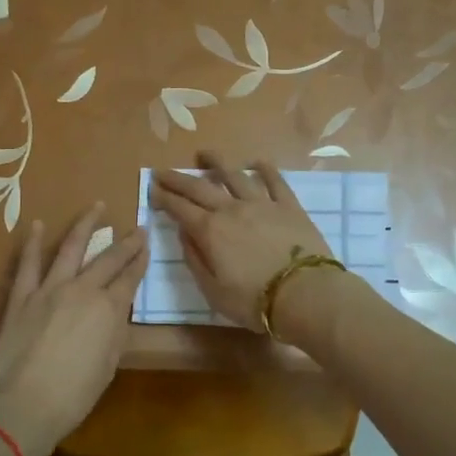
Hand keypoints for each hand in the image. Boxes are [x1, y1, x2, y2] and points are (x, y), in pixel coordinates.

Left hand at [0, 205, 148, 455]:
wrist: (22, 407)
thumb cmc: (73, 396)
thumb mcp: (108, 366)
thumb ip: (115, 333)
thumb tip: (116, 312)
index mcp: (109, 310)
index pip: (130, 278)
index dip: (140, 260)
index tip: (147, 245)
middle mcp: (82, 290)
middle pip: (108, 259)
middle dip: (126, 242)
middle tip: (137, 227)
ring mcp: (49, 289)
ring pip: (71, 247)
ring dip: (85, 224)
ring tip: (97, 206)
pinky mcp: (21, 297)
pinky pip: (28, 264)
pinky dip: (33, 243)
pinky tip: (37, 225)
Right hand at [148, 152, 334, 332]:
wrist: (304, 294)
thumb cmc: (253, 301)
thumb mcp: (212, 291)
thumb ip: (195, 259)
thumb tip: (184, 233)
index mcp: (210, 231)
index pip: (180, 209)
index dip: (164, 198)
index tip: (152, 189)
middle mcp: (231, 210)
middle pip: (199, 187)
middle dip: (178, 178)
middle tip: (162, 171)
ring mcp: (262, 204)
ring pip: (234, 176)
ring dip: (216, 163)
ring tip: (204, 154)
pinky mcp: (288, 206)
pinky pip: (275, 181)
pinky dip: (264, 169)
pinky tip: (257, 162)